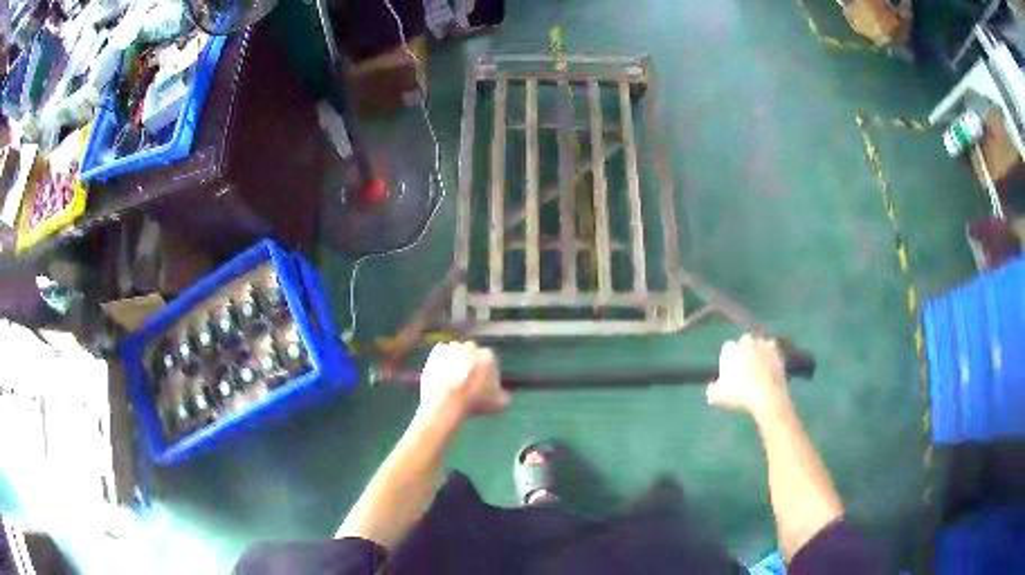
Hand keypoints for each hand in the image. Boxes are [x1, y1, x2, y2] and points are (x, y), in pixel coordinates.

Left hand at [418, 341, 510, 420]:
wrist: (446, 402)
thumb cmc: (474, 402)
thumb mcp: (498, 404)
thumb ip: (506, 396)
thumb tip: (507, 394)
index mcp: (488, 356)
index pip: (490, 363)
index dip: (487, 374)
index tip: (482, 386)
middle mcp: (472, 346)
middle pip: (473, 355)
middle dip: (471, 365)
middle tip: (466, 382)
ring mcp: (452, 347)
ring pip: (457, 353)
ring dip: (456, 362)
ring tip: (452, 380)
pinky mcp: (436, 351)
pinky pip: (441, 354)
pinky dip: (442, 362)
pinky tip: (442, 375)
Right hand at [706, 334, 790, 418]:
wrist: (767, 396)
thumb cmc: (740, 395)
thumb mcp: (717, 397)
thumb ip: (711, 390)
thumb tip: (712, 387)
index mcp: (731, 349)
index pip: (727, 349)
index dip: (727, 360)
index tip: (729, 372)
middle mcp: (747, 342)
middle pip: (743, 341)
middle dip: (743, 350)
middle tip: (743, 368)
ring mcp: (763, 346)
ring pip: (759, 343)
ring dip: (757, 350)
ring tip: (757, 367)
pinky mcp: (777, 352)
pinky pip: (772, 349)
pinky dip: (770, 354)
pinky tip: (768, 365)